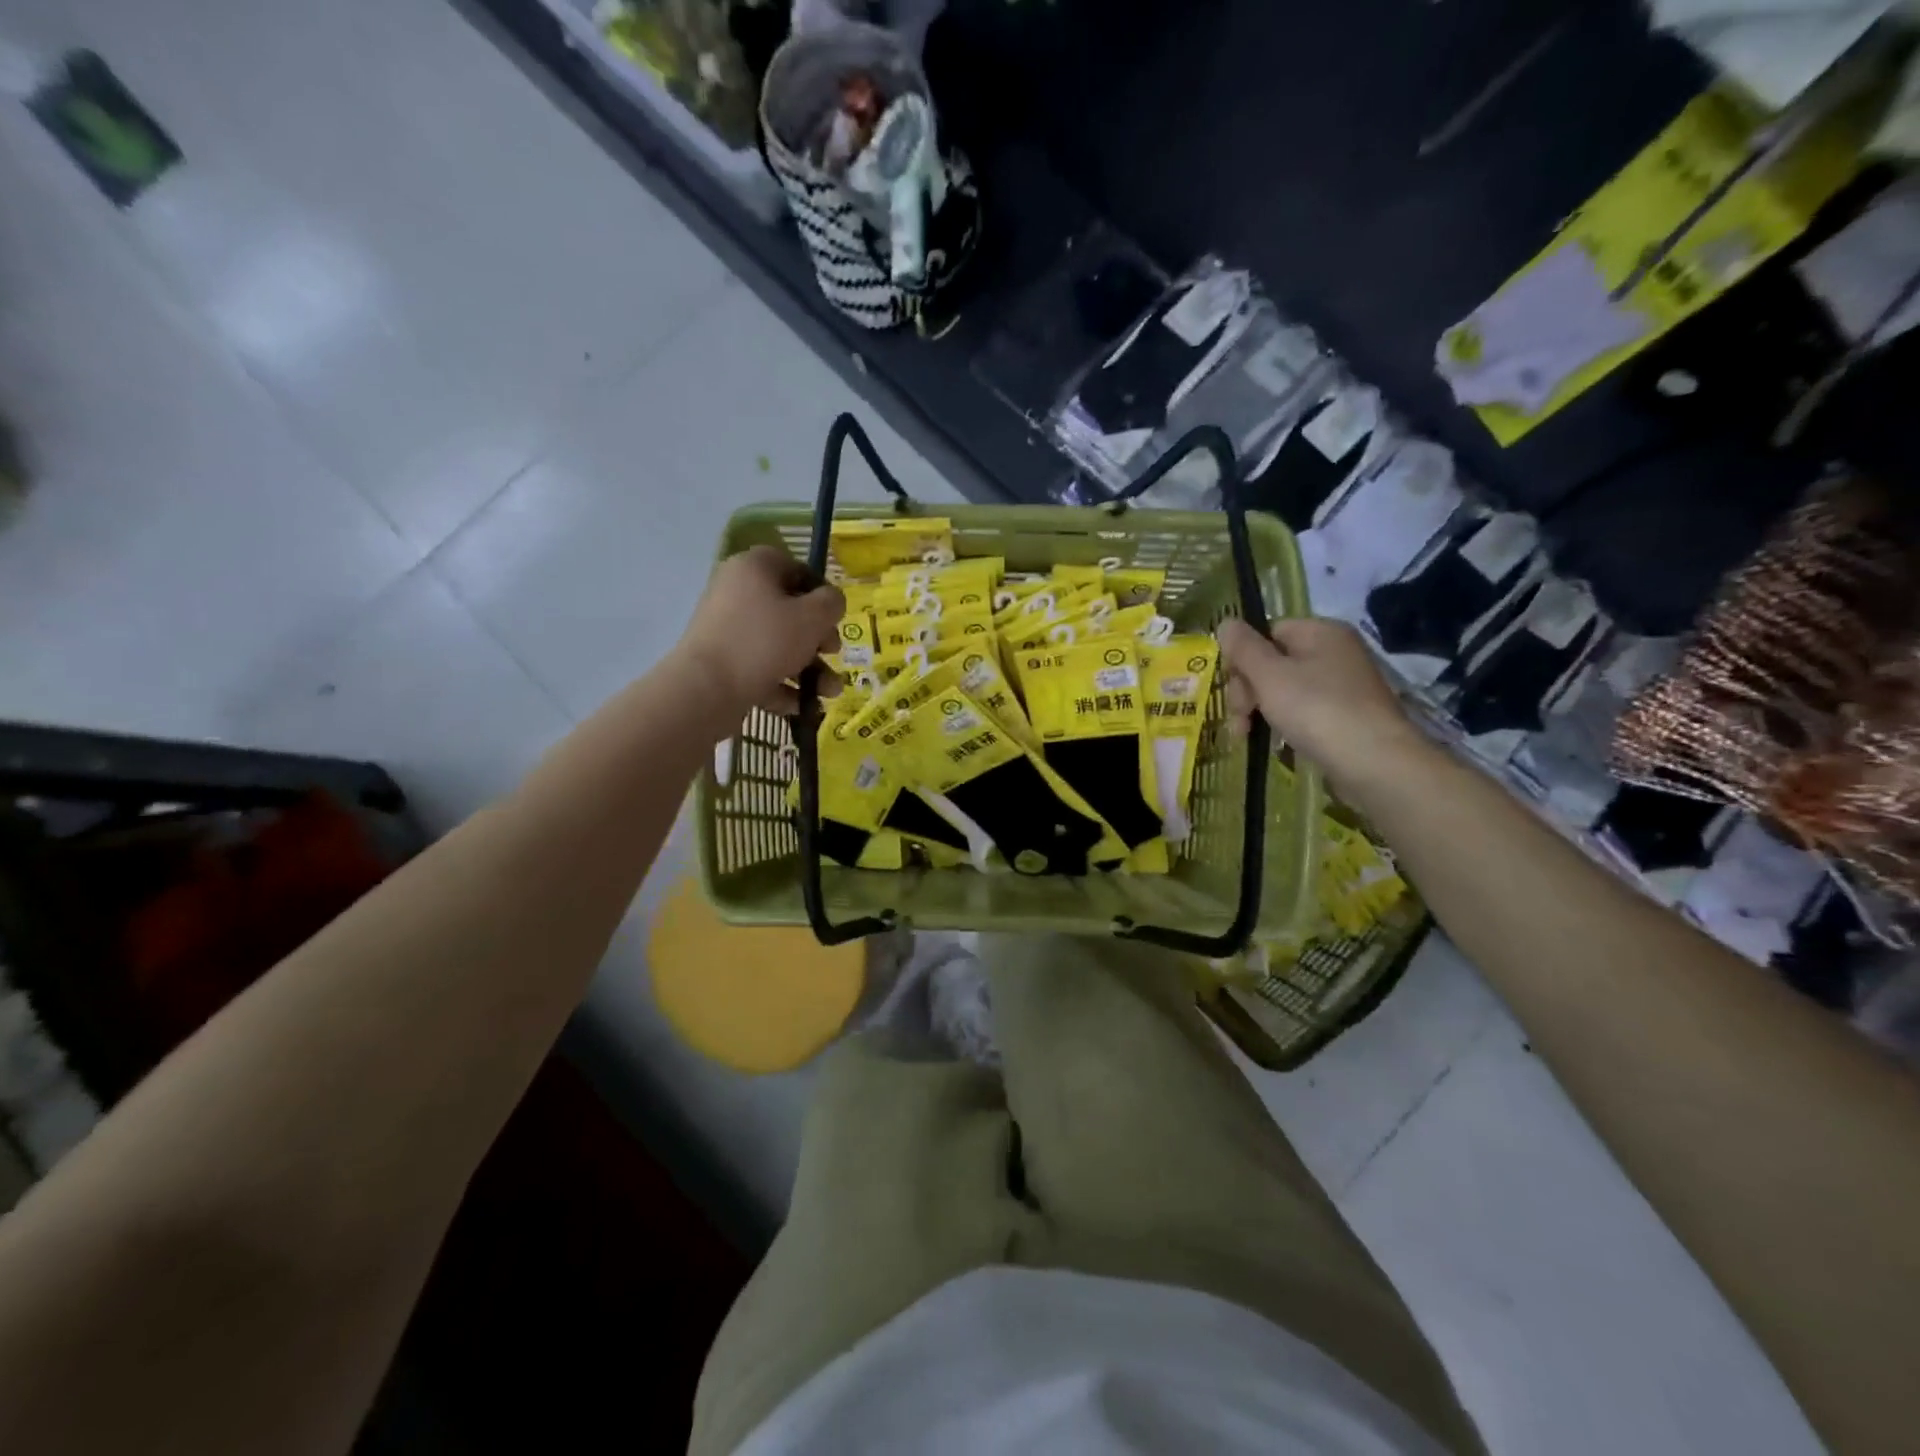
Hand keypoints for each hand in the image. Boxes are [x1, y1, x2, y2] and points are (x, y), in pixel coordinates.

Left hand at [674, 545, 843, 719]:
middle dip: (818, 638)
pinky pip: (760, 668)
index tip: (836, 617)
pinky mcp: (722, 662)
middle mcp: (737, 592)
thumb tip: (831, 600)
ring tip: (830, 692)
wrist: (707, 688)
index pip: (795, 568)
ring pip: (778, 644)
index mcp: (754, 568)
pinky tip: (800, 705)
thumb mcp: (813, 617)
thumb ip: (831, 603)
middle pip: (788, 610)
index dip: (821, 592)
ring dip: (809, 668)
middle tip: (833, 653)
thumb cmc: (765, 641)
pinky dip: (782, 684)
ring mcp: (727, 630)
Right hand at [1216, 616, 1432, 807]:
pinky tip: (1277, 742)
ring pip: (1285, 689)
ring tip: (1248, 736)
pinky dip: (1285, 723)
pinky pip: (1304, 709)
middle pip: (1274, 662)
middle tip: (1240, 721)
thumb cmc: (1317, 710)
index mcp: (1320, 631)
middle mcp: (1335, 651)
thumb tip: (1226, 623)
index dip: (1243, 659)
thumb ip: (1243, 648)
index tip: (1231, 688)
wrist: (1374, 762)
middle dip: (1248, 691)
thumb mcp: (1269, 675)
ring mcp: (1343, 684)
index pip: (1267, 632)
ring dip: (1260, 710)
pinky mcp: (1347, 714)